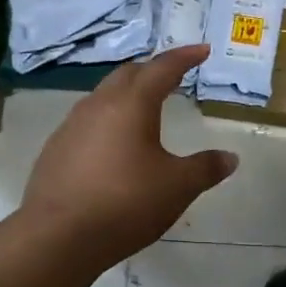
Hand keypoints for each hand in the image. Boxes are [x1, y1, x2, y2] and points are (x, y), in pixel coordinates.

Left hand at [20, 45, 238, 267]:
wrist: (58, 236)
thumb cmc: (126, 203)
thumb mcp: (177, 187)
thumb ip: (206, 168)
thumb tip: (230, 157)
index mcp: (131, 104)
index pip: (162, 68)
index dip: (184, 57)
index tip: (202, 50)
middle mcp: (98, 105)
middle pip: (128, 75)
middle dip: (152, 71)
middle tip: (173, 77)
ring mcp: (71, 126)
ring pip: (103, 97)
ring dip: (127, 96)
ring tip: (145, 110)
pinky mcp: (55, 150)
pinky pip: (87, 123)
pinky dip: (108, 122)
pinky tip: (114, 146)